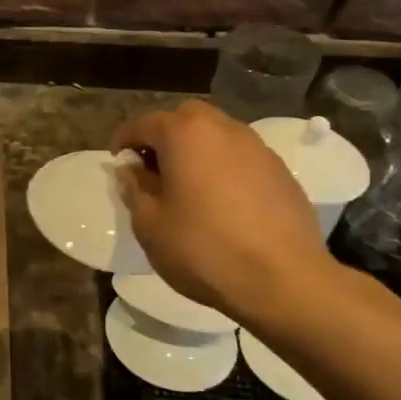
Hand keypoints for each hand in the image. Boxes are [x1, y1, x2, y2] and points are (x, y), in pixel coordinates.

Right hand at [112, 100, 341, 328]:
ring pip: (217, 136)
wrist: (283, 280)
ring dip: (197, 151)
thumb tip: (131, 168)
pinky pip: (241, 158)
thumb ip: (135, 187)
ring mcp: (258, 149)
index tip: (118, 163)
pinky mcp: (281, 172)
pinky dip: (223, 168)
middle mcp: (223, 129)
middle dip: (165, 137)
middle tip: (153, 170)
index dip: (124, 141)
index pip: (143, 124)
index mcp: (185, 134)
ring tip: (187, 187)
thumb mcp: (149, 223)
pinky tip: (221, 203)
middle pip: (186, 119)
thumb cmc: (202, 248)